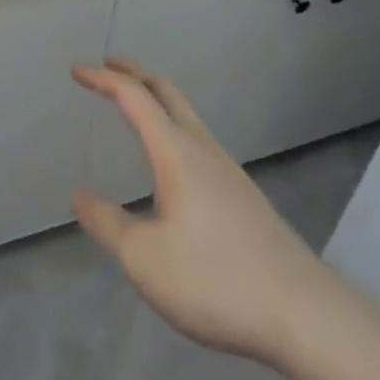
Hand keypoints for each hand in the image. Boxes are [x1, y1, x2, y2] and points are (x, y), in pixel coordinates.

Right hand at [71, 59, 326, 367]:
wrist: (303, 314)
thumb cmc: (216, 278)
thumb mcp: (145, 259)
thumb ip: (107, 224)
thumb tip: (78, 194)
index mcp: (175, 151)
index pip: (134, 96)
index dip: (102, 79)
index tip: (77, 70)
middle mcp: (202, 147)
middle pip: (166, 91)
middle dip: (135, 73)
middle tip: (108, 65)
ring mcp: (227, 169)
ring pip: (186, 115)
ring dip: (157, 99)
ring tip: (137, 109)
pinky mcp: (243, 195)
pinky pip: (199, 140)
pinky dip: (174, 127)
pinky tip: (173, 166)